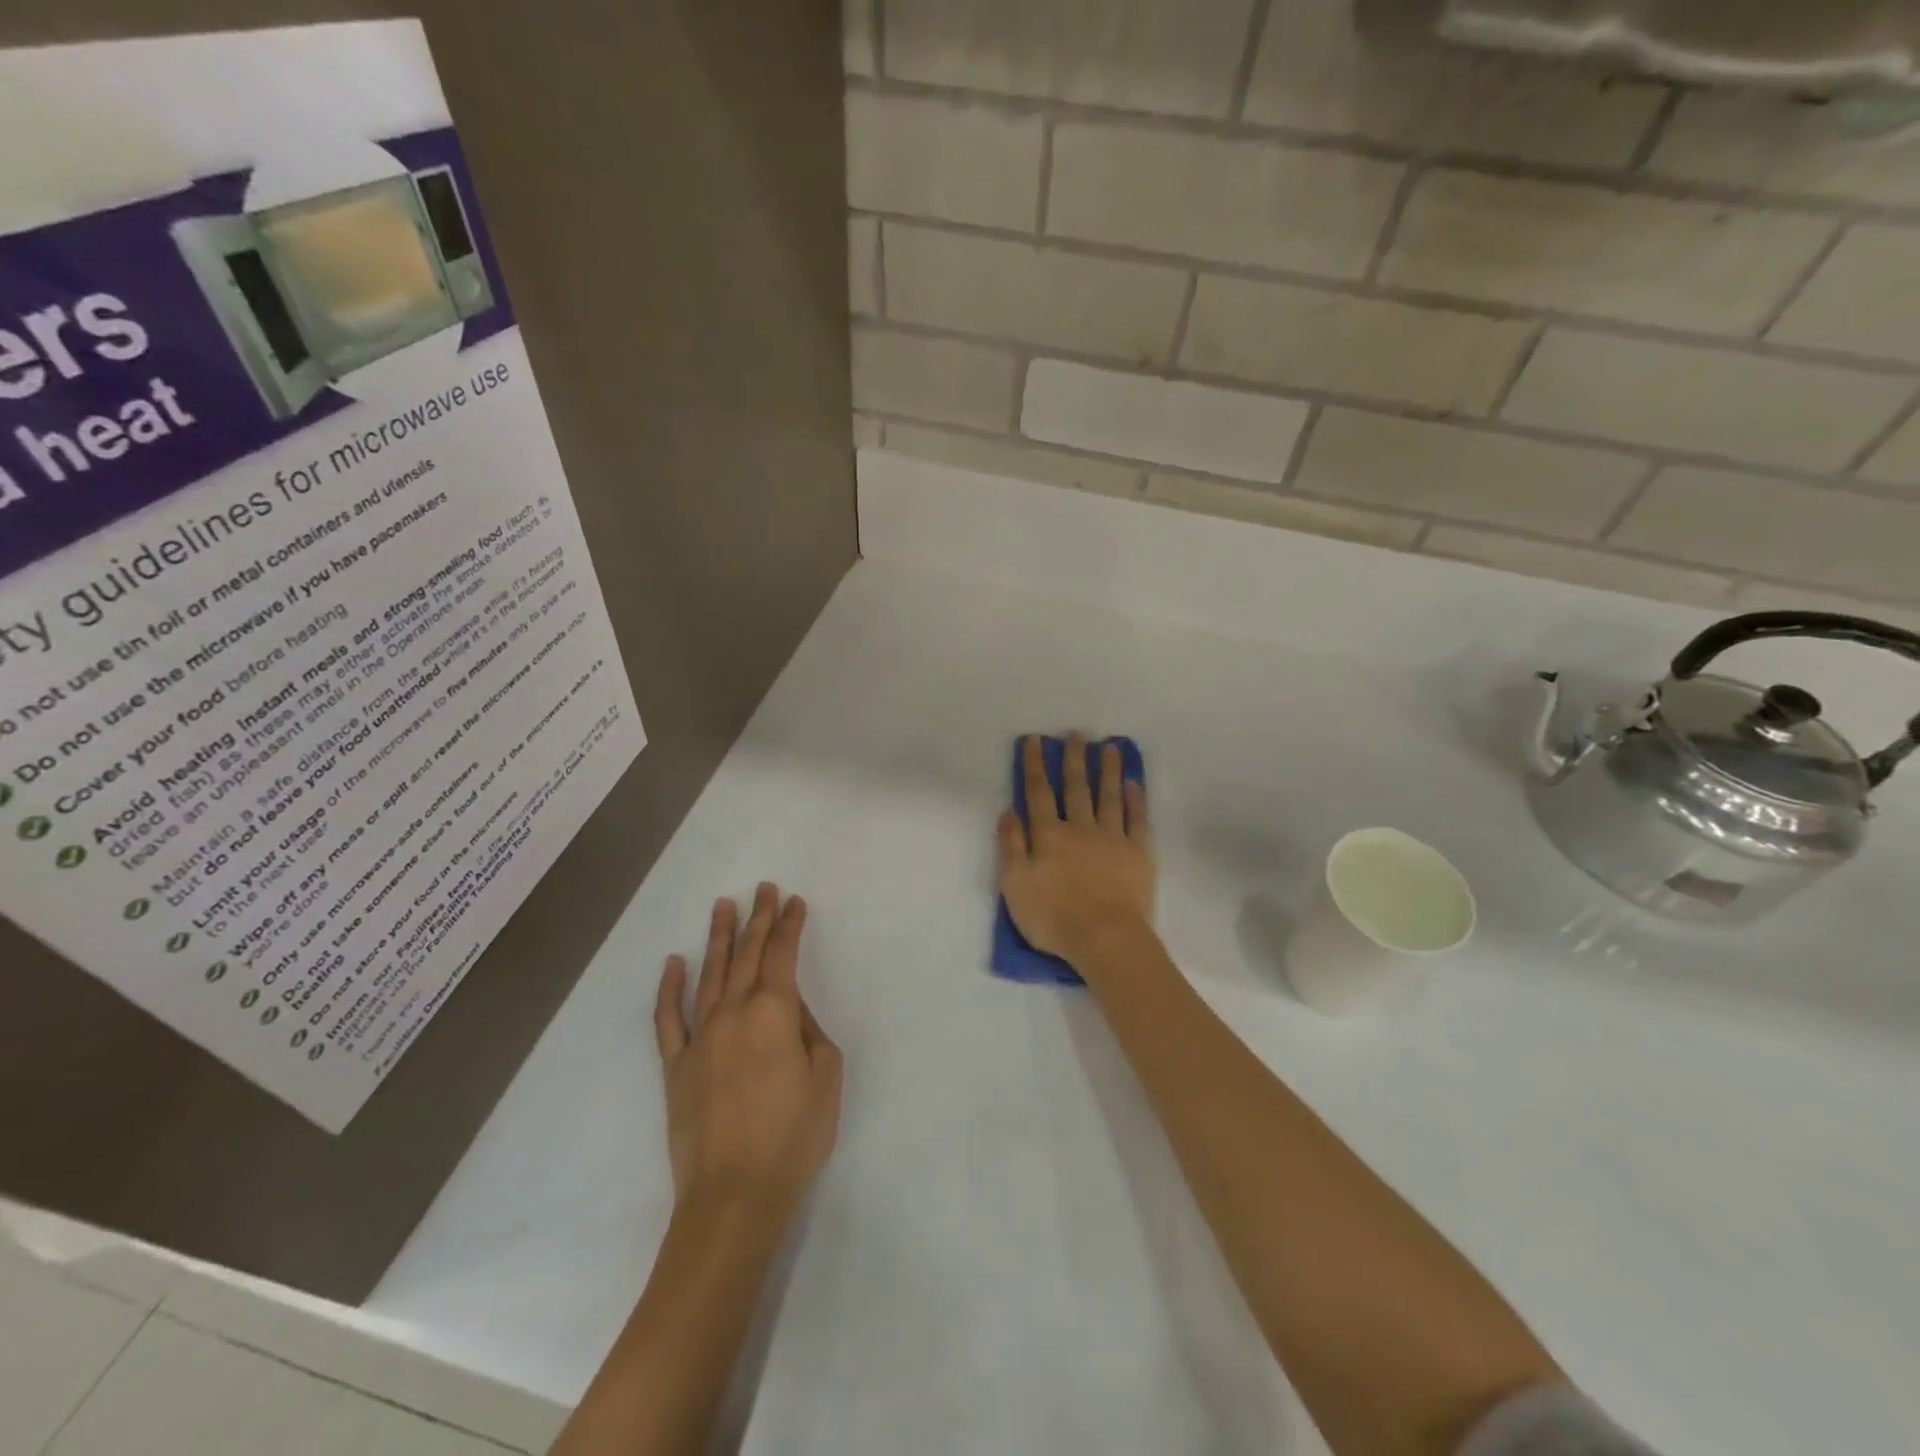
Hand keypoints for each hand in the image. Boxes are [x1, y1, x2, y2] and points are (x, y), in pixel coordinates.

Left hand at [655, 883, 842, 1223]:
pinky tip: (674, 963)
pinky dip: (669, 988)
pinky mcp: (676, 1066)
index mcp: (774, 1013)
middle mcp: (733, 1013)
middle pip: (748, 954)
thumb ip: (810, 1032)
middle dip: (758, 918)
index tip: (794, 901)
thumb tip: (791, 1012)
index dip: (789, 924)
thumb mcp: (826, 1077)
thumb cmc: (793, 1137)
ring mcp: (699, 1038)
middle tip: (763, 889)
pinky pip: (669, 1019)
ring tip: (723, 905)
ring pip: (710, 974)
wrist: (734, 1197)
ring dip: (719, 937)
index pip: (783, 954)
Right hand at [998, 733, 1155, 970]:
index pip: (1038, 793)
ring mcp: (1112, 839)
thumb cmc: (1053, 917)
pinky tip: (1134, 784)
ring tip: (1110, 747)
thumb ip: (1010, 846)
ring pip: (1109, 796)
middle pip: (1076, 787)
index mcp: (1049, 835)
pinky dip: (1135, 800)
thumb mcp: (1014, 885)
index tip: (1034, 740)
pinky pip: (1137, 820)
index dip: (1035, 765)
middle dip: (1074, 759)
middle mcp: (1080, 828)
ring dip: (1108, 770)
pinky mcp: (1138, 854)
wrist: (1105, 939)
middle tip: (1077, 734)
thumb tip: (1008, 811)